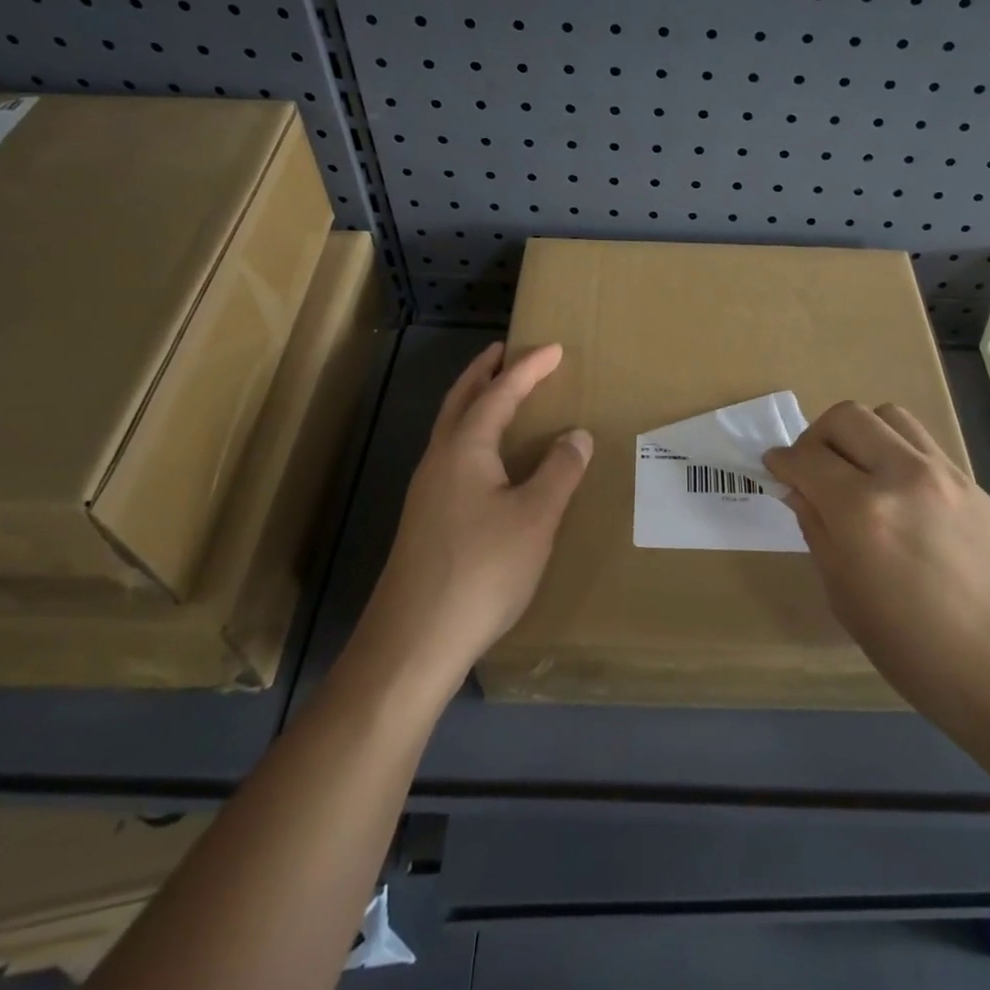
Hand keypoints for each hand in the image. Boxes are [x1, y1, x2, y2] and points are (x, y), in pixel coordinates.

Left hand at [351, 342, 591, 696]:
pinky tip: (488, 463)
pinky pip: (452, 457)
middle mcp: (439, 461)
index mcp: (465, 449)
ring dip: (474, 404)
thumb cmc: (482, 570)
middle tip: (505, 351)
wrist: (413, 641)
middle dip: (484, 372)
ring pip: (451, 430)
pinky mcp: (425, 521)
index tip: (553, 348)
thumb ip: (559, 471)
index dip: (528, 369)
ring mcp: (426, 492)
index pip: (499, 393)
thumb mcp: (535, 518)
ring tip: (499, 396)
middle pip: (460, 401)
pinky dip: (473, 437)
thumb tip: (575, 434)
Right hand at [764, 402, 989, 738]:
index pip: (807, 458)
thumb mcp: (850, 603)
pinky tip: (897, 492)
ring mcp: (943, 474)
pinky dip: (894, 450)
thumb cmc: (925, 659)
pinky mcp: (973, 482)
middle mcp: (901, 476)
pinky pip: (921, 442)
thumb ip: (820, 535)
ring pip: (888, 416)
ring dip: (860, 434)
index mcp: (863, 513)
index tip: (773, 469)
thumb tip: (801, 493)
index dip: (781, 461)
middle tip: (812, 470)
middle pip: (845, 417)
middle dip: (816, 437)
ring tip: (857, 472)